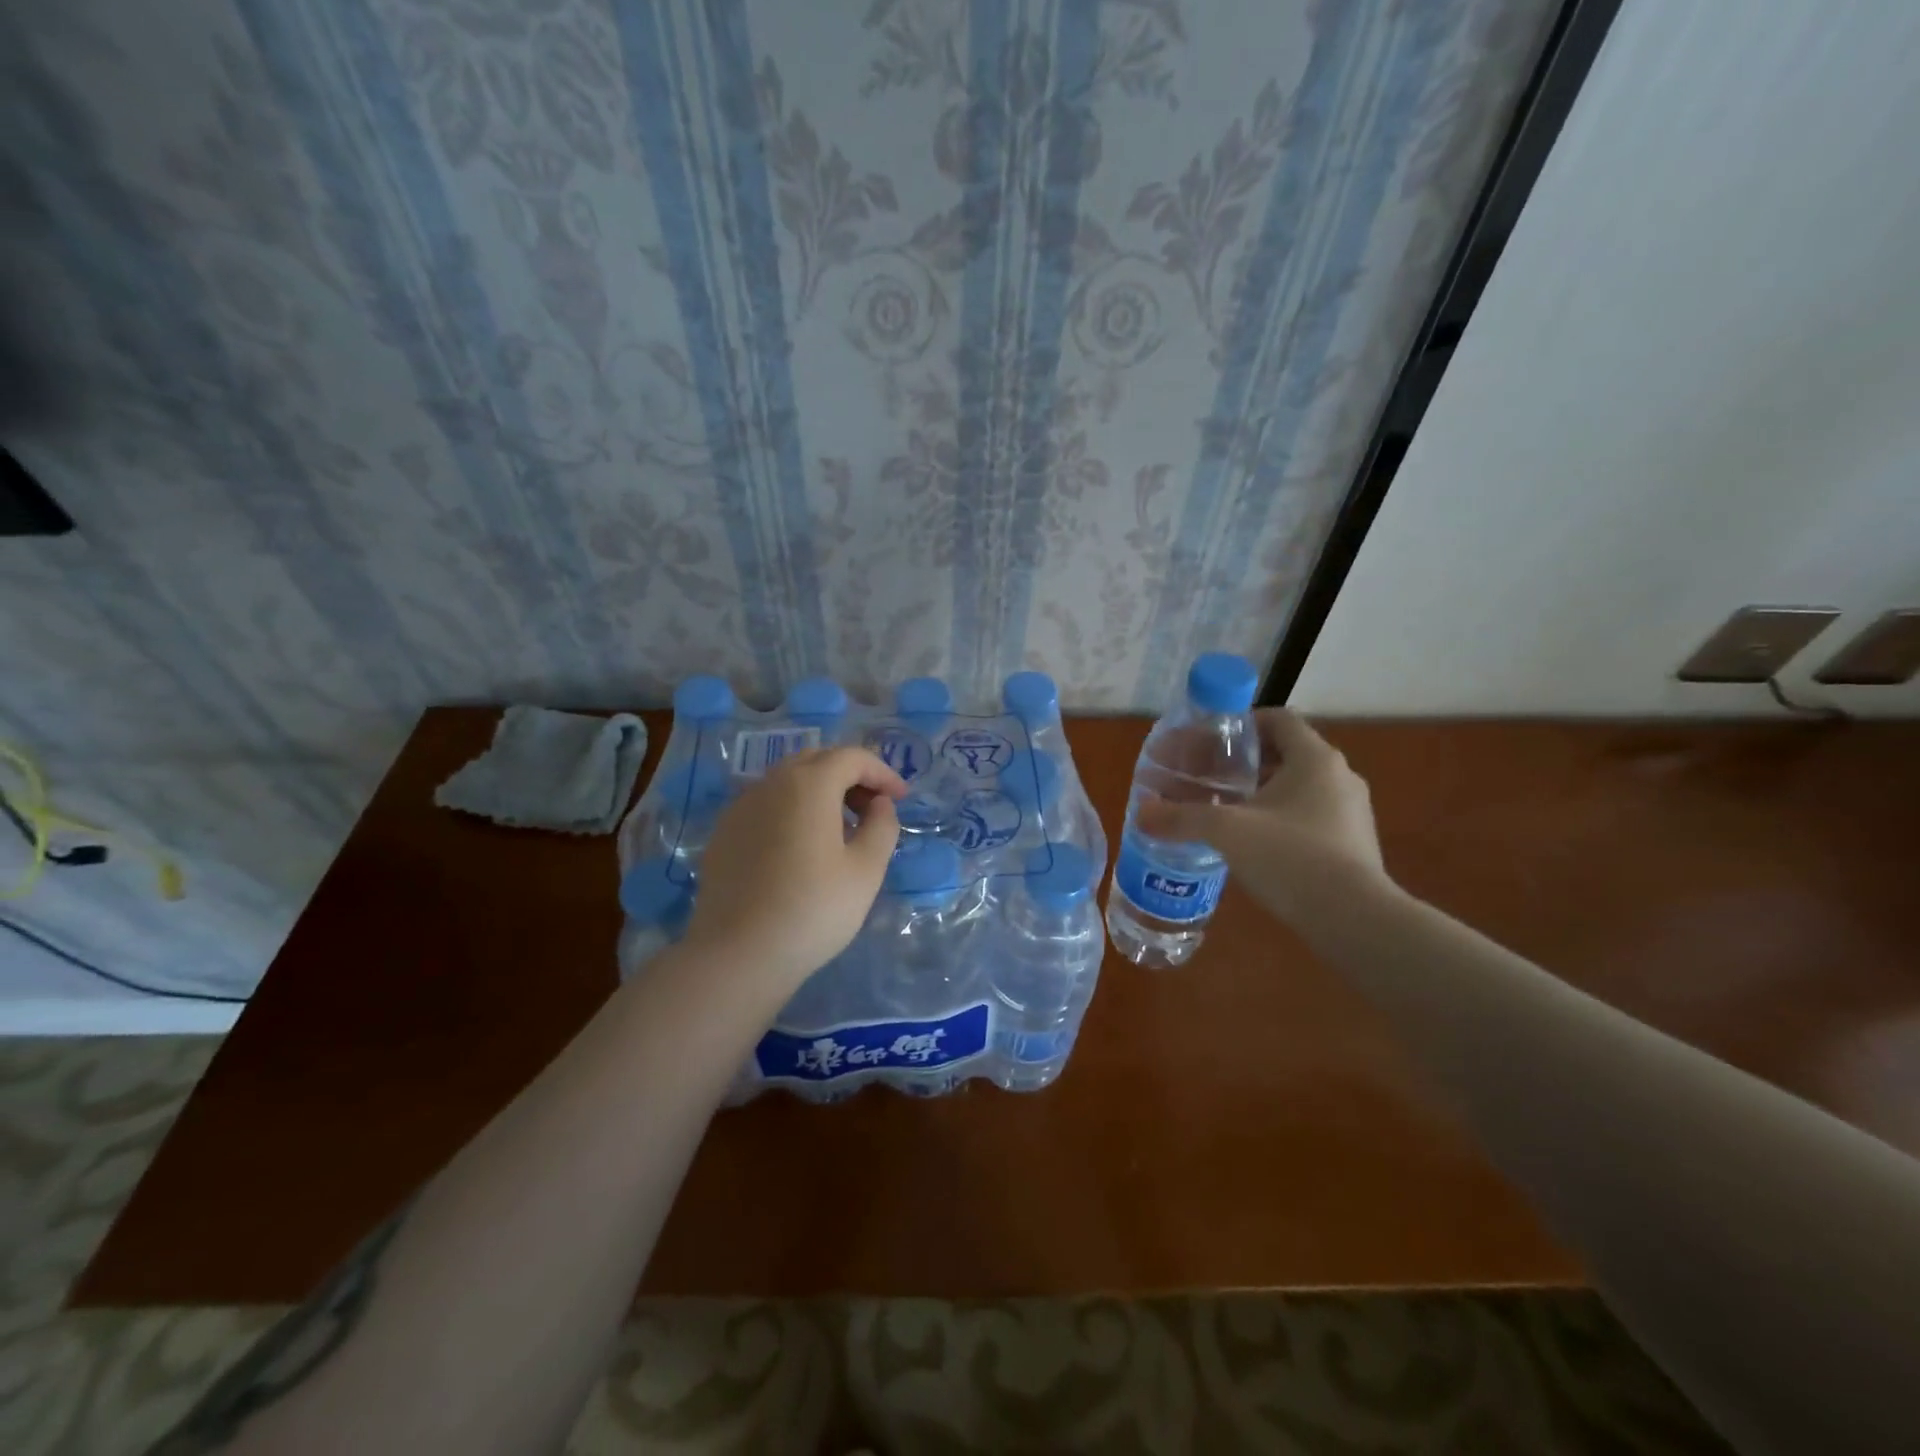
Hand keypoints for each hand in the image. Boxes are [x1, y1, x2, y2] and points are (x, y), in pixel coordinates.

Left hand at [682, 747, 906, 989]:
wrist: (738, 954)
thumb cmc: (813, 909)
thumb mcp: (866, 870)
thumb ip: (881, 826)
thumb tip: (878, 804)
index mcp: (809, 784)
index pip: (852, 757)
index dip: (883, 772)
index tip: (902, 799)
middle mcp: (771, 784)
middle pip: (817, 760)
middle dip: (851, 777)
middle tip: (872, 809)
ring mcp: (741, 807)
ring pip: (788, 781)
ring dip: (820, 792)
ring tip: (840, 829)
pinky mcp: (723, 833)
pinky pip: (766, 805)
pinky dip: (792, 810)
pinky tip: (801, 847)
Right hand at [1136, 709, 1391, 929]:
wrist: (1354, 920)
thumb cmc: (1291, 857)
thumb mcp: (1227, 832)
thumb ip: (1181, 817)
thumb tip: (1141, 813)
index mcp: (1314, 758)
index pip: (1277, 719)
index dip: (1241, 724)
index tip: (1210, 742)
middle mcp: (1339, 777)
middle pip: (1284, 754)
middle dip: (1243, 764)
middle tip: (1206, 778)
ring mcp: (1351, 813)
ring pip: (1297, 788)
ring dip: (1260, 793)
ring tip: (1223, 810)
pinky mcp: (1352, 845)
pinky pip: (1309, 818)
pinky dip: (1279, 820)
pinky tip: (1251, 844)